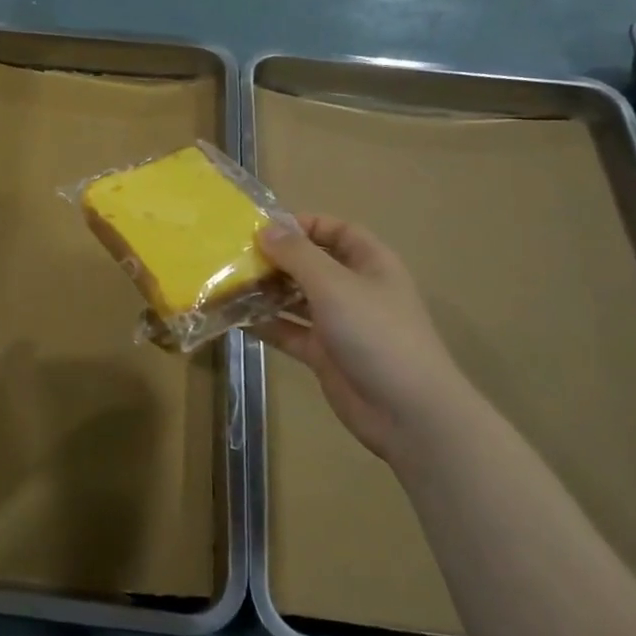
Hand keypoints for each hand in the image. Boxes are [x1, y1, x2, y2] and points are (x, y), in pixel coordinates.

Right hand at [256, 215, 481, 465]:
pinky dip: (267, 324)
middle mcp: (355, 289)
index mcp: (370, 263)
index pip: (336, 230)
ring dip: (267, 292)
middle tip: (235, 257)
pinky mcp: (325, 354)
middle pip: (312, 264)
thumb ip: (297, 255)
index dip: (303, 225)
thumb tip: (265, 230)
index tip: (263, 228)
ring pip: (297, 299)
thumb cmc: (376, 333)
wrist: (407, 411)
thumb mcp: (334, 285)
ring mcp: (340, 323)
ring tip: (229, 285)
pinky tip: (236, 319)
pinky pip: (290, 331)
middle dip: (277, 259)